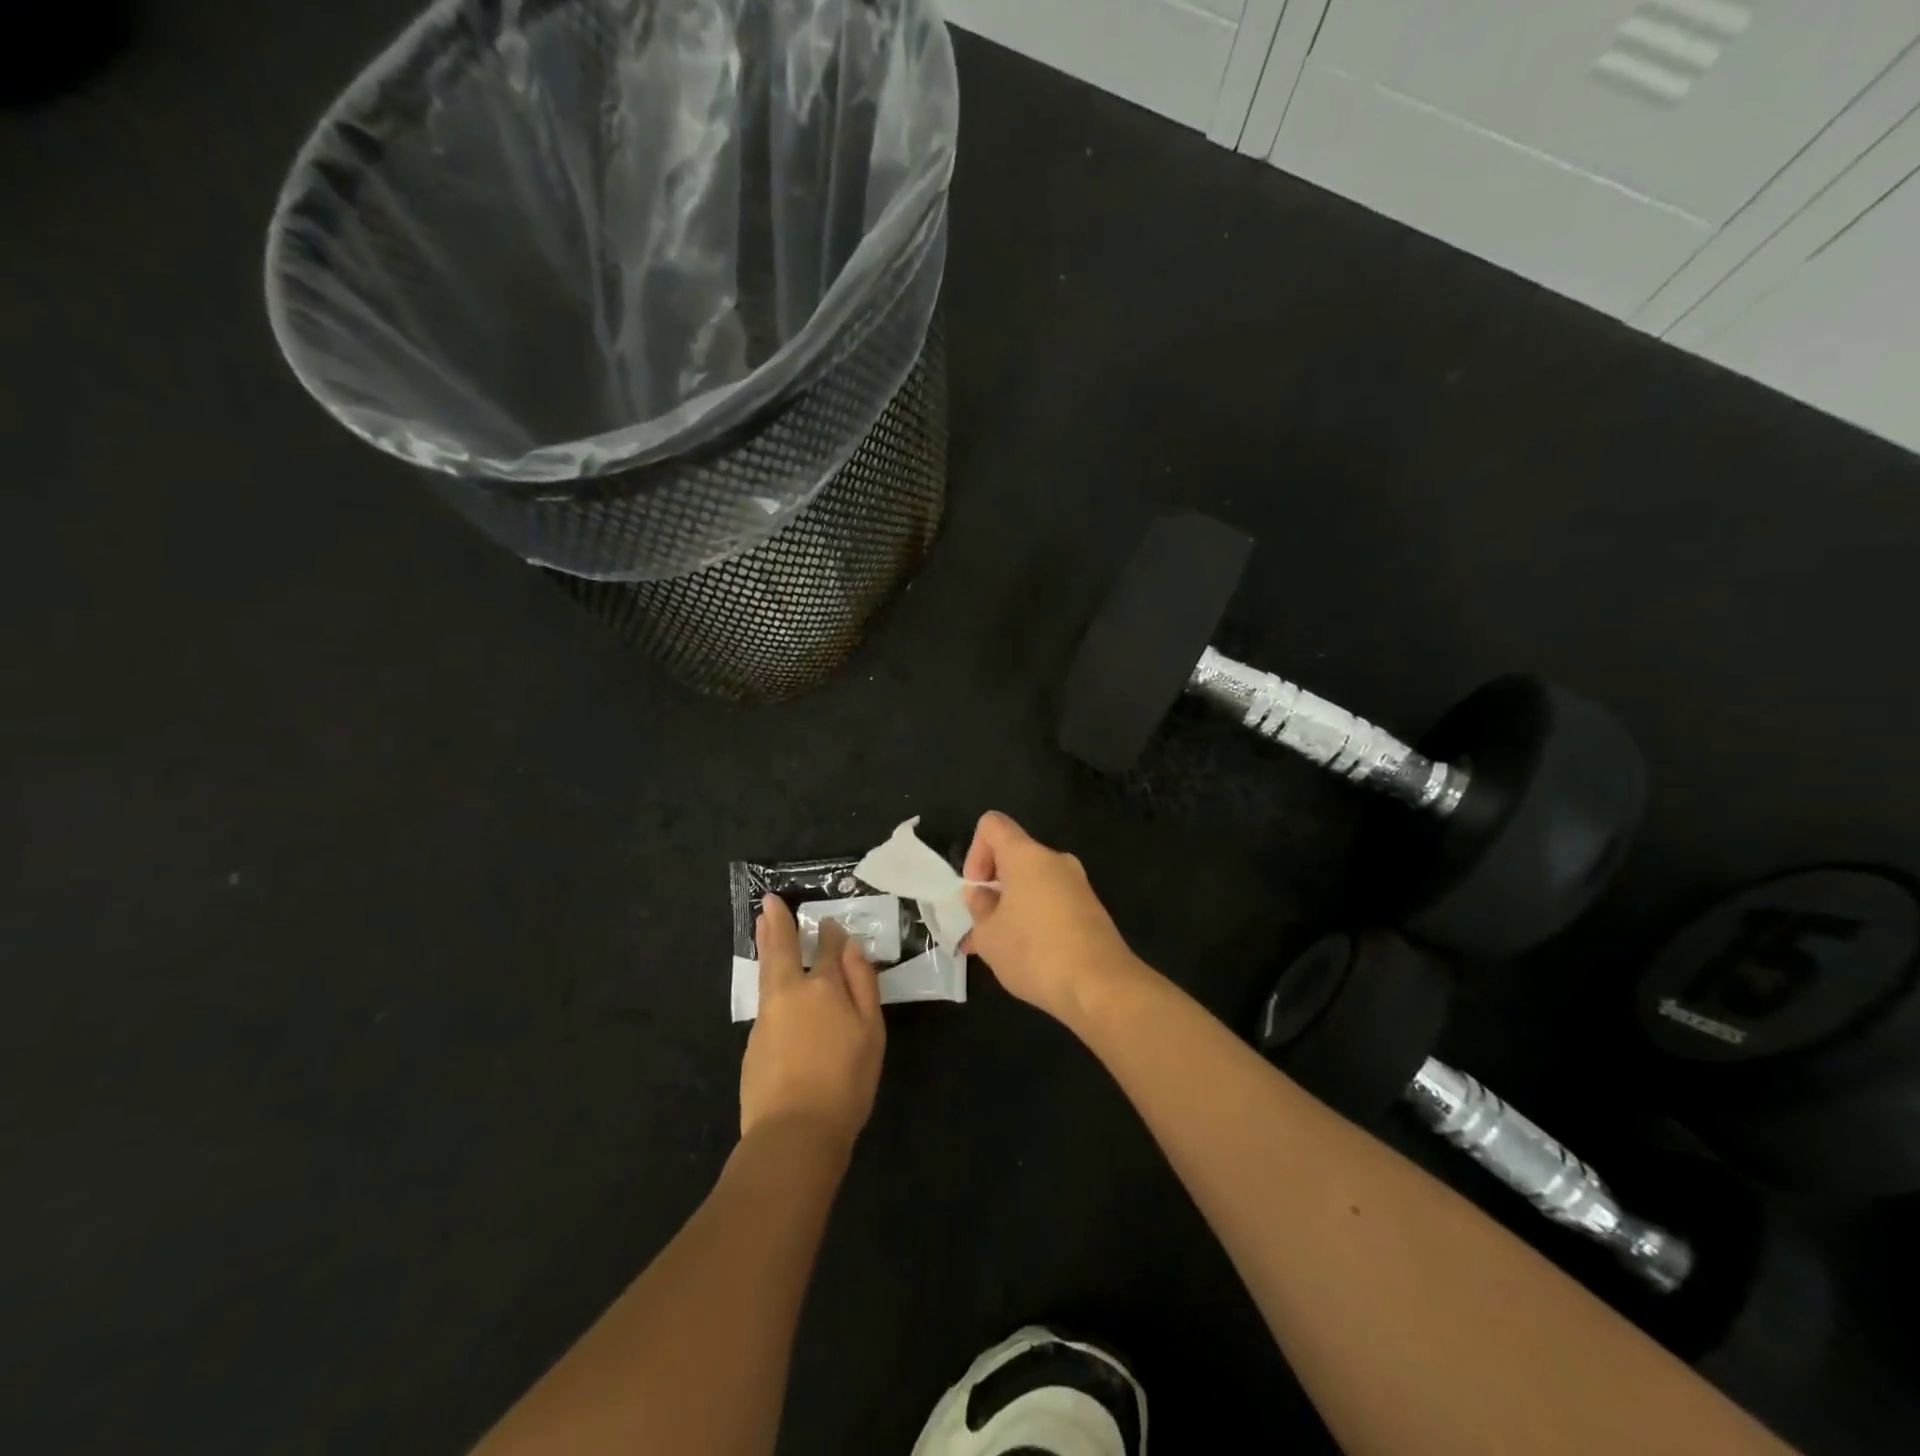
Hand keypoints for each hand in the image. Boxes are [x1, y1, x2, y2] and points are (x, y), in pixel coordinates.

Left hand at [740, 897, 885, 1150]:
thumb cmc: (846, 1081)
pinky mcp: (754, 1042)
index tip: (828, 921)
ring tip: (762, 925)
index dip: (829, 933)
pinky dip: (767, 980)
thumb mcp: (871, 1030)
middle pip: (782, 949)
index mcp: (823, 986)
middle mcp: (790, 992)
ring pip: (767, 971)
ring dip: (766, 944)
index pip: (827, 948)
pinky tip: (772, 985)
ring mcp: (767, 1017)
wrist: (794, 1132)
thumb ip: (862, 983)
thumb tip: (851, 946)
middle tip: (768, 901)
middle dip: (777, 923)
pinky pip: (765, 1000)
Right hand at [961, 811, 1146, 1026]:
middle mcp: (1055, 860)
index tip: (976, 890)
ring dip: (1013, 907)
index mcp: (1027, 855)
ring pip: (1034, 883)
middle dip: (994, 886)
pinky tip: (1029, 957)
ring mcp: (1078, 884)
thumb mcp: (989, 935)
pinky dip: (1036, 919)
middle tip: (983, 926)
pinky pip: (1053, 902)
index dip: (975, 852)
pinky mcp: (1091, 909)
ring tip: (1001, 949)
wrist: (1100, 986)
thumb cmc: (1035, 952)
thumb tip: (981, 894)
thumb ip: (979, 908)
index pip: (992, 825)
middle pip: (1014, 856)